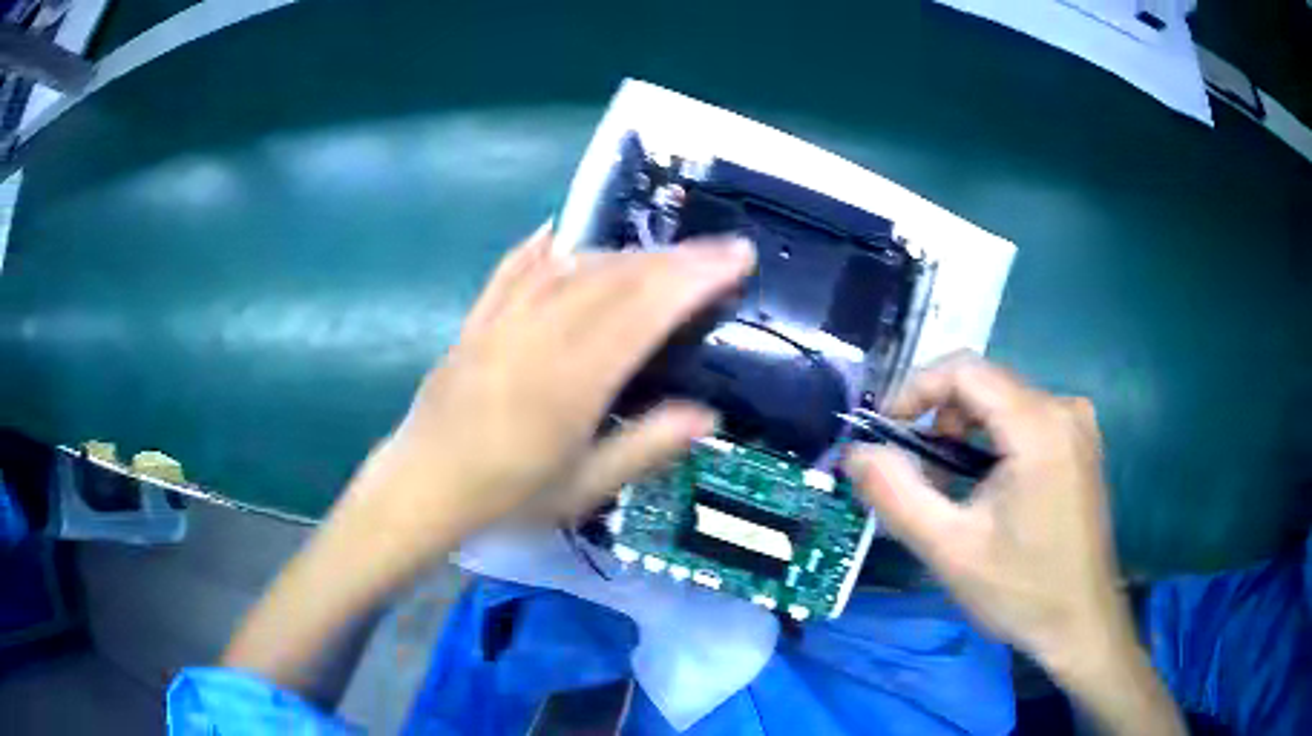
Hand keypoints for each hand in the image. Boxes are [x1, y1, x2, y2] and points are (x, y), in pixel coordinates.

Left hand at [347, 223, 755, 549]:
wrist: (422, 488)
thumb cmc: (506, 499)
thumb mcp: (583, 490)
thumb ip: (645, 447)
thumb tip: (706, 415)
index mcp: (571, 381)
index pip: (644, 311)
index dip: (694, 278)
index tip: (736, 258)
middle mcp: (538, 336)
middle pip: (615, 278)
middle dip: (675, 257)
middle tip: (719, 248)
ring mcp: (502, 322)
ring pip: (571, 267)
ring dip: (624, 253)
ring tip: (663, 254)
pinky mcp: (476, 321)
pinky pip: (512, 270)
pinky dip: (541, 247)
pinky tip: (560, 233)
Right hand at [842, 353, 1127, 671]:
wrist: (1080, 623)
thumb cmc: (1021, 590)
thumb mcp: (950, 549)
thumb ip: (896, 495)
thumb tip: (856, 453)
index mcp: (1040, 426)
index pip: (966, 370)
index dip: (916, 390)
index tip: (886, 431)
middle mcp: (1064, 408)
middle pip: (985, 385)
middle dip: (940, 420)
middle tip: (917, 474)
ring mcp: (1077, 424)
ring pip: (1002, 403)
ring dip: (964, 434)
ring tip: (947, 490)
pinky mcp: (1079, 443)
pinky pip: (1024, 420)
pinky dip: (991, 442)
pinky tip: (984, 488)